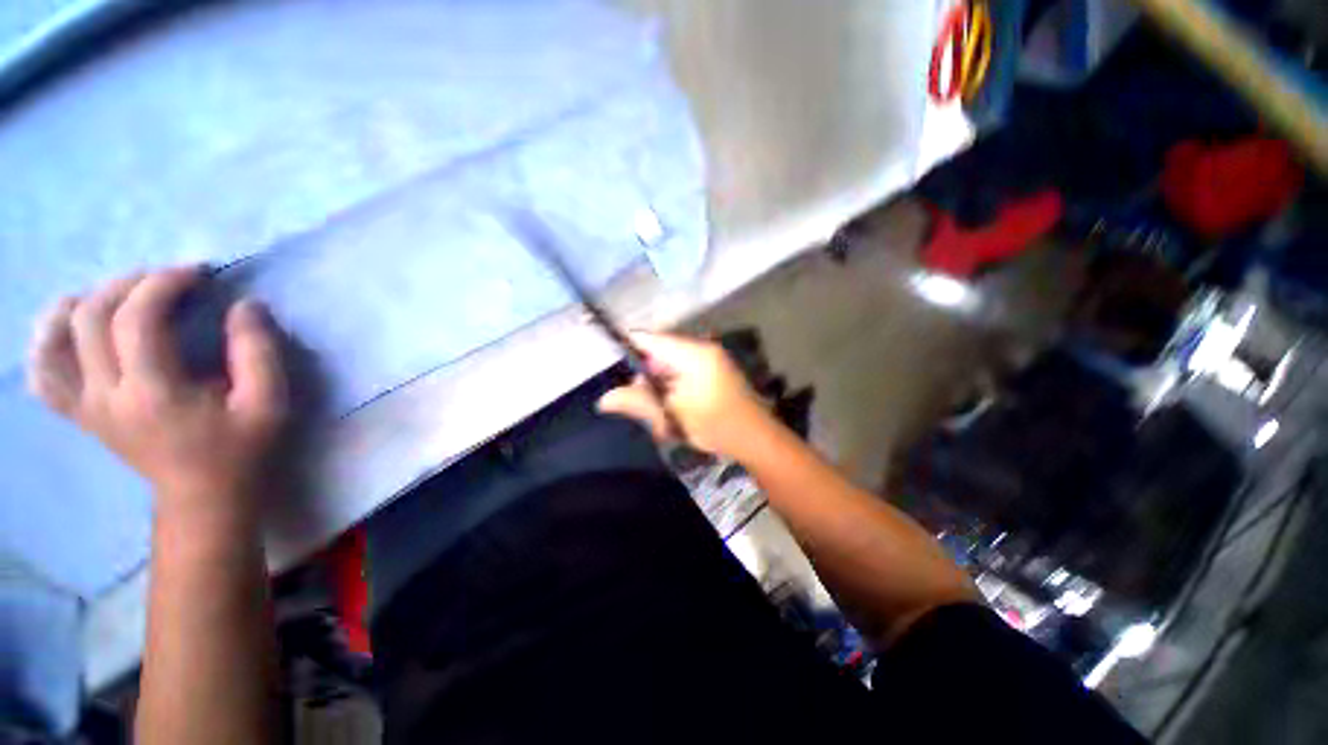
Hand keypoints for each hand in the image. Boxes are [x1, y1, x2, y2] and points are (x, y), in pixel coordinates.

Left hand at [26, 267, 287, 528]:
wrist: (204, 496)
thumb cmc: (242, 449)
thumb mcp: (268, 402)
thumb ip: (257, 352)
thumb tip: (245, 305)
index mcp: (154, 394)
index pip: (137, 319)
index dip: (164, 284)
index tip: (197, 272)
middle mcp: (106, 397)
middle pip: (91, 318)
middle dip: (128, 284)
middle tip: (164, 279)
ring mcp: (86, 408)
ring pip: (54, 341)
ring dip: (80, 303)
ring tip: (115, 293)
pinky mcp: (81, 415)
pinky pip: (43, 376)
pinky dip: (46, 344)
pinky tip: (65, 328)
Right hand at [597, 331, 774, 459]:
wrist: (758, 440)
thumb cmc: (715, 424)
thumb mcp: (672, 415)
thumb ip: (638, 402)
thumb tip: (603, 400)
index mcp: (693, 353)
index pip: (651, 339)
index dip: (629, 347)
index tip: (614, 364)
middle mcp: (702, 350)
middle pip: (660, 355)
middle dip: (647, 380)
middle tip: (645, 407)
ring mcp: (711, 362)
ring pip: (671, 369)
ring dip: (661, 392)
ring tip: (663, 419)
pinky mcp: (715, 374)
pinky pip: (684, 377)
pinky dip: (675, 394)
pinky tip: (675, 416)